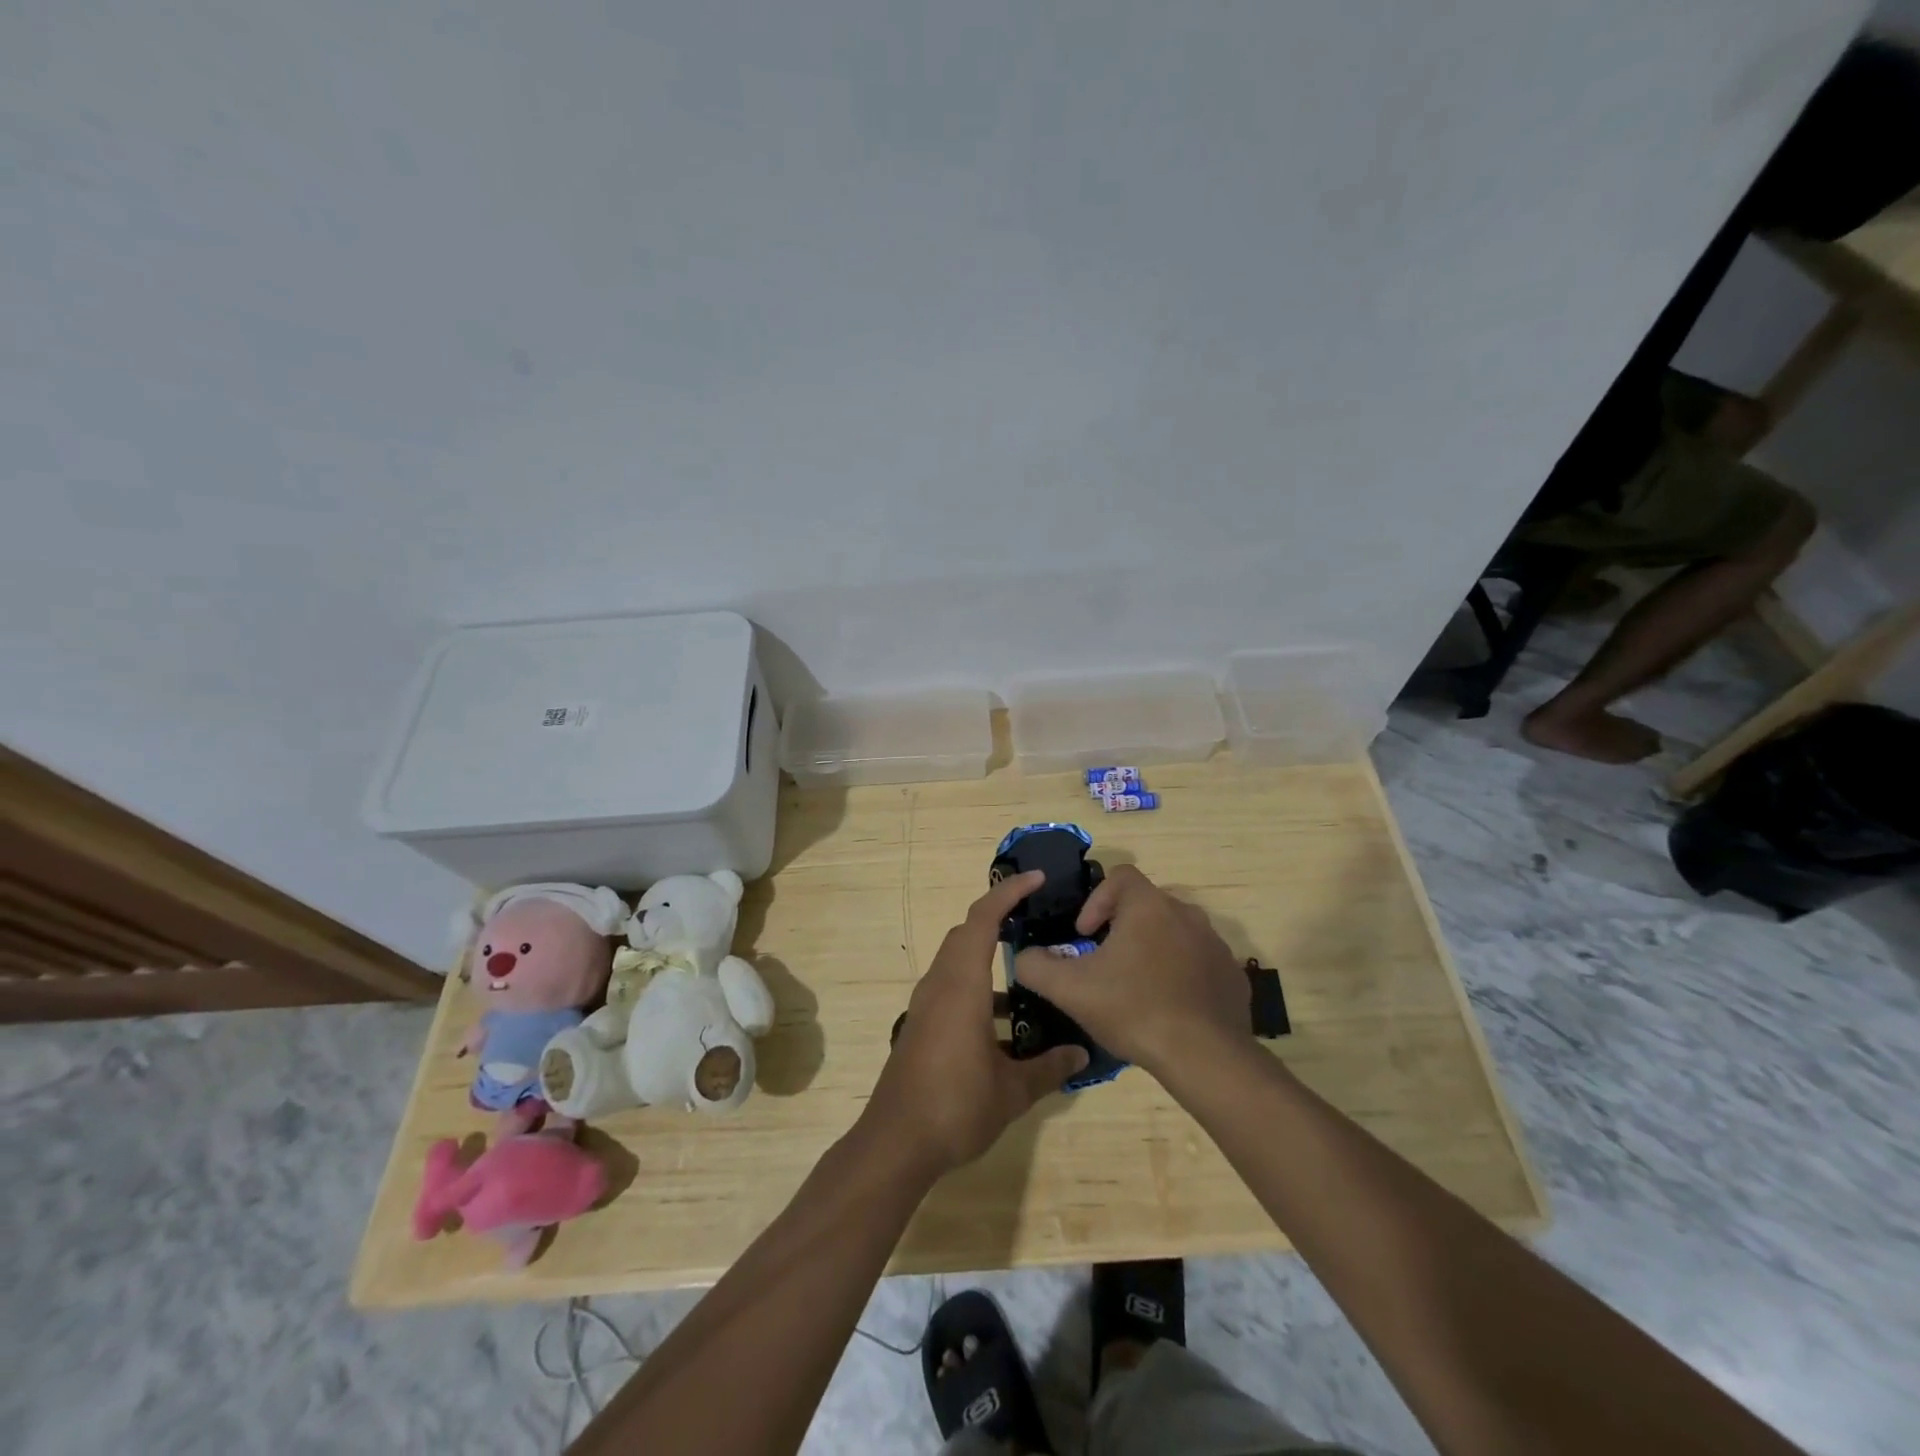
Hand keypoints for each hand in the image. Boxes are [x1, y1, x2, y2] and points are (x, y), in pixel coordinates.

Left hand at [862, 871, 1087, 1177]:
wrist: (896, 1143)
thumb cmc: (956, 1106)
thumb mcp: (1013, 1091)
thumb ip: (1049, 1068)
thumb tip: (1081, 1055)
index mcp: (961, 985)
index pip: (982, 920)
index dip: (1008, 893)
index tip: (1036, 880)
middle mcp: (940, 985)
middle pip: (966, 934)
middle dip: (999, 919)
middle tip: (1035, 919)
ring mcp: (926, 1006)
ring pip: (958, 962)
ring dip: (989, 959)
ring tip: (1031, 977)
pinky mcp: (922, 1026)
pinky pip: (952, 989)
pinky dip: (978, 990)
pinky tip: (1007, 1027)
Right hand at [1013, 864, 1246, 1078]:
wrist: (1204, 1056)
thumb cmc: (1133, 1009)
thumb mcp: (1070, 989)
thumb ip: (1036, 966)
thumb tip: (1023, 957)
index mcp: (1149, 906)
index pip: (1121, 876)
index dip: (1096, 899)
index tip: (1085, 935)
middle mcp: (1187, 913)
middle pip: (1147, 904)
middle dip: (1123, 926)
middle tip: (1106, 961)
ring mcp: (1215, 944)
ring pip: (1175, 932)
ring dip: (1153, 949)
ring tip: (1136, 985)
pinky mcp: (1233, 974)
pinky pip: (1200, 961)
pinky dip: (1181, 973)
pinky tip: (1168, 1006)